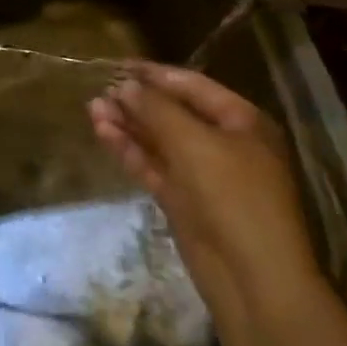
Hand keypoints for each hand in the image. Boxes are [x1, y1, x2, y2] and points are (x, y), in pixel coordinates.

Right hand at [89, 61, 322, 317]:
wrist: (254, 281)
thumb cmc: (234, 197)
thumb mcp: (194, 143)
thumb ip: (156, 110)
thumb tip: (125, 86)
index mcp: (242, 122)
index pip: (193, 86)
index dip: (155, 74)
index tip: (118, 64)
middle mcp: (224, 143)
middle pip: (174, 113)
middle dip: (137, 101)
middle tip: (100, 89)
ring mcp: (204, 175)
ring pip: (160, 141)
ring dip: (128, 125)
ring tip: (92, 109)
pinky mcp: (184, 202)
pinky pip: (154, 166)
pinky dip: (130, 150)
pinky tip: (103, 133)